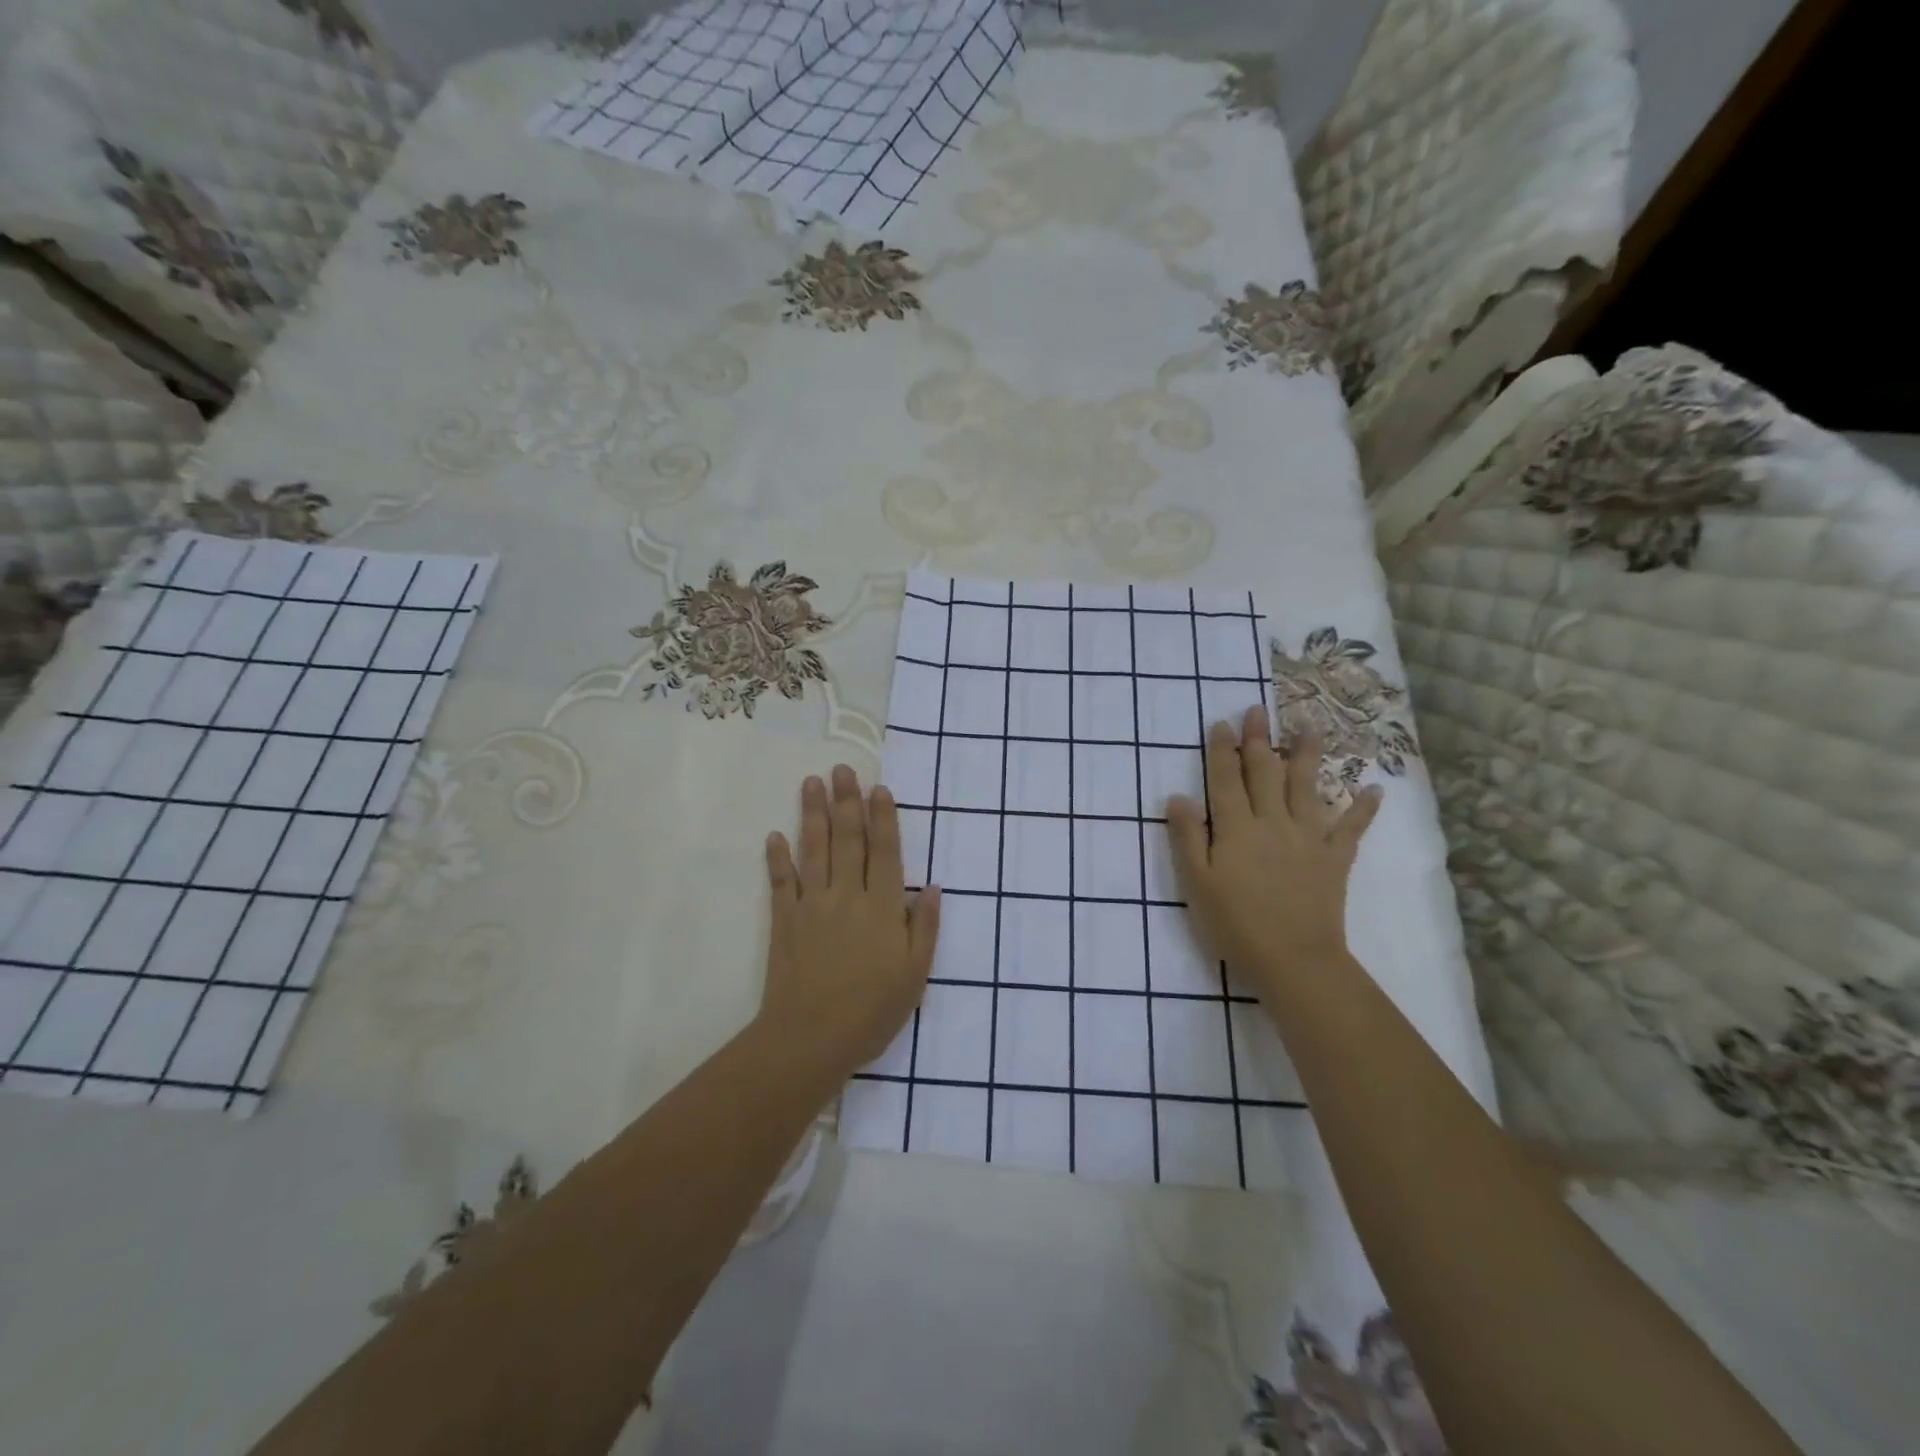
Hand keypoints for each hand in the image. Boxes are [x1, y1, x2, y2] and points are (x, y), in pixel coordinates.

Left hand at [759, 765, 941, 1078]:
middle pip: (848, 839)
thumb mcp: (915, 975)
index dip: (883, 818)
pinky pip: (780, 882)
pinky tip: (774, 835)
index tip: (879, 788)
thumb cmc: (872, 1011)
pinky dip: (777, 858)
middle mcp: (848, 895)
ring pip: (814, 850)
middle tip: (842, 769)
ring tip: (812, 783)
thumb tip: (934, 888)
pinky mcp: (784, 920)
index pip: (885, 851)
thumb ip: (925, 928)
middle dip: (846, 801)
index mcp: (883, 907)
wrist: (811, 1038)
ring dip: (813, 814)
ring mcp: (813, 905)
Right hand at [1166, 708, 1381, 1001]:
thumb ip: (1187, 837)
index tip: (1221, 723)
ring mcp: (1308, 838)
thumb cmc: (1235, 924)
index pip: (1225, 780)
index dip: (1221, 750)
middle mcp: (1272, 822)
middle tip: (1257, 711)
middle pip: (1264, 772)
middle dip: (1258, 740)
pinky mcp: (1335, 859)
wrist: (1293, 959)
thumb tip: (1178, 796)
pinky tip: (1374, 791)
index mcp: (1235, 828)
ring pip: (1306, 787)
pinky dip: (1363, 810)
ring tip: (1310, 728)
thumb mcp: (1196, 883)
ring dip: (1306, 756)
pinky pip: (1351, 829)